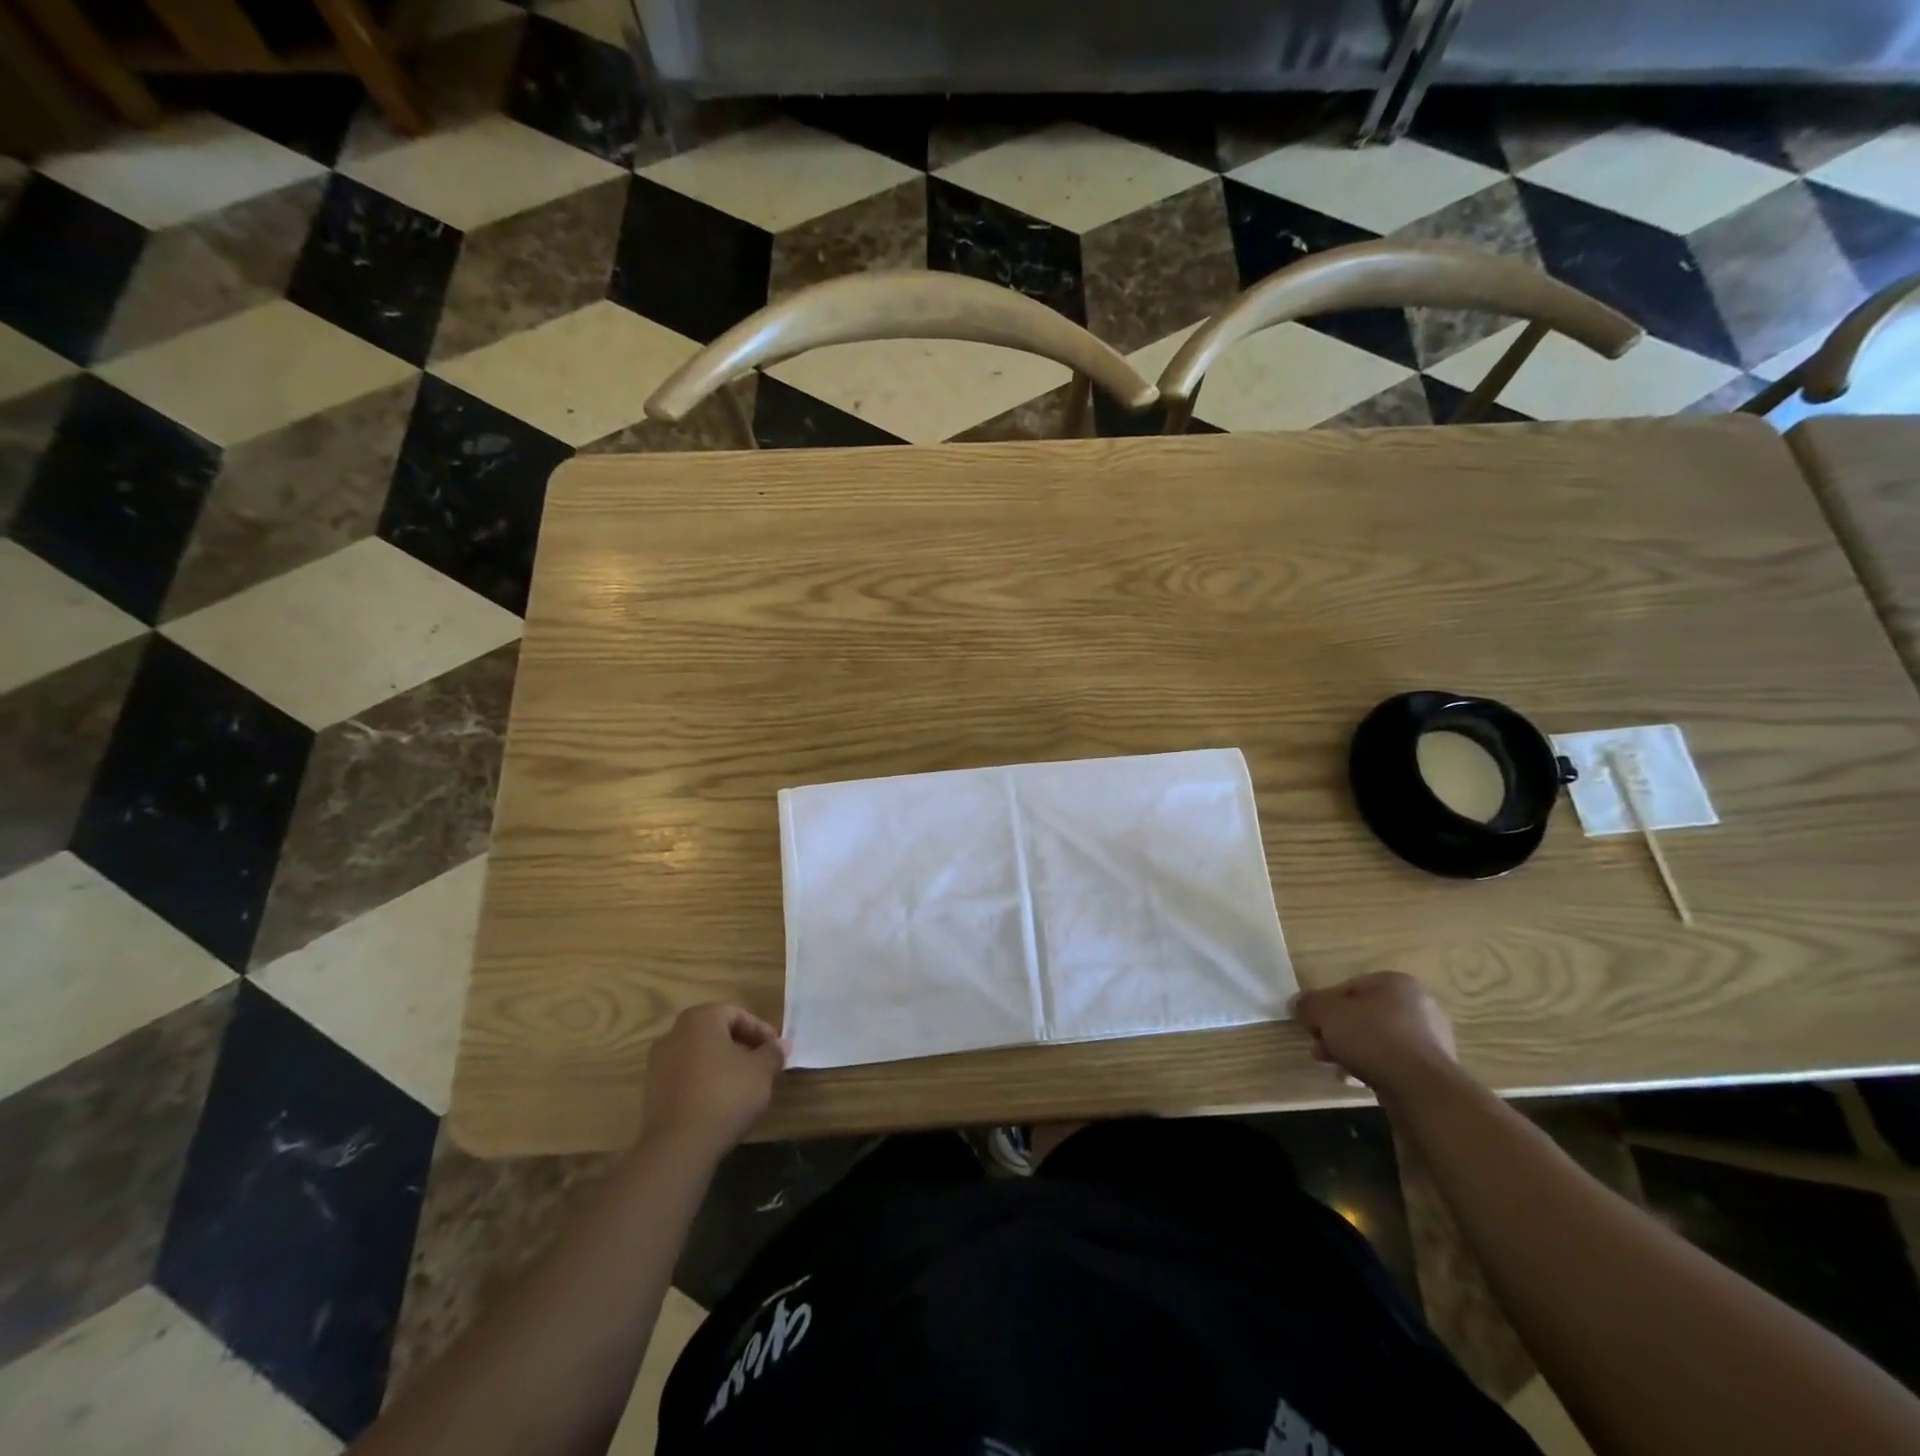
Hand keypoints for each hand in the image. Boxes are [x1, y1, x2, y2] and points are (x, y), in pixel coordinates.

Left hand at [641, 1004, 790, 1153]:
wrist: (677, 1146)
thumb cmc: (725, 1094)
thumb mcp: (761, 1071)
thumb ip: (773, 1052)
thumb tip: (781, 1044)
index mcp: (700, 1019)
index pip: (737, 1014)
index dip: (761, 1031)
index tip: (777, 1050)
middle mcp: (674, 1034)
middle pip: (716, 1034)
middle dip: (742, 1047)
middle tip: (763, 1065)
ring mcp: (658, 1064)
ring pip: (700, 1056)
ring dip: (723, 1066)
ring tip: (744, 1086)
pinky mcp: (651, 1093)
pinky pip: (686, 1078)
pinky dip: (705, 1084)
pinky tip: (721, 1103)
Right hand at [1290, 971, 1459, 1099]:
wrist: (1421, 1089)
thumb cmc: (1372, 1037)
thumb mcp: (1327, 1014)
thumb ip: (1309, 1005)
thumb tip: (1296, 1002)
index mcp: (1396, 983)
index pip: (1348, 987)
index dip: (1324, 1005)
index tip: (1311, 1024)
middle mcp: (1419, 1006)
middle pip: (1363, 1015)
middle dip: (1336, 1032)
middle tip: (1318, 1047)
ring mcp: (1431, 1040)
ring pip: (1377, 1041)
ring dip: (1351, 1052)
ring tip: (1333, 1067)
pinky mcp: (1433, 1070)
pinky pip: (1393, 1063)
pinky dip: (1373, 1068)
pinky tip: (1355, 1081)